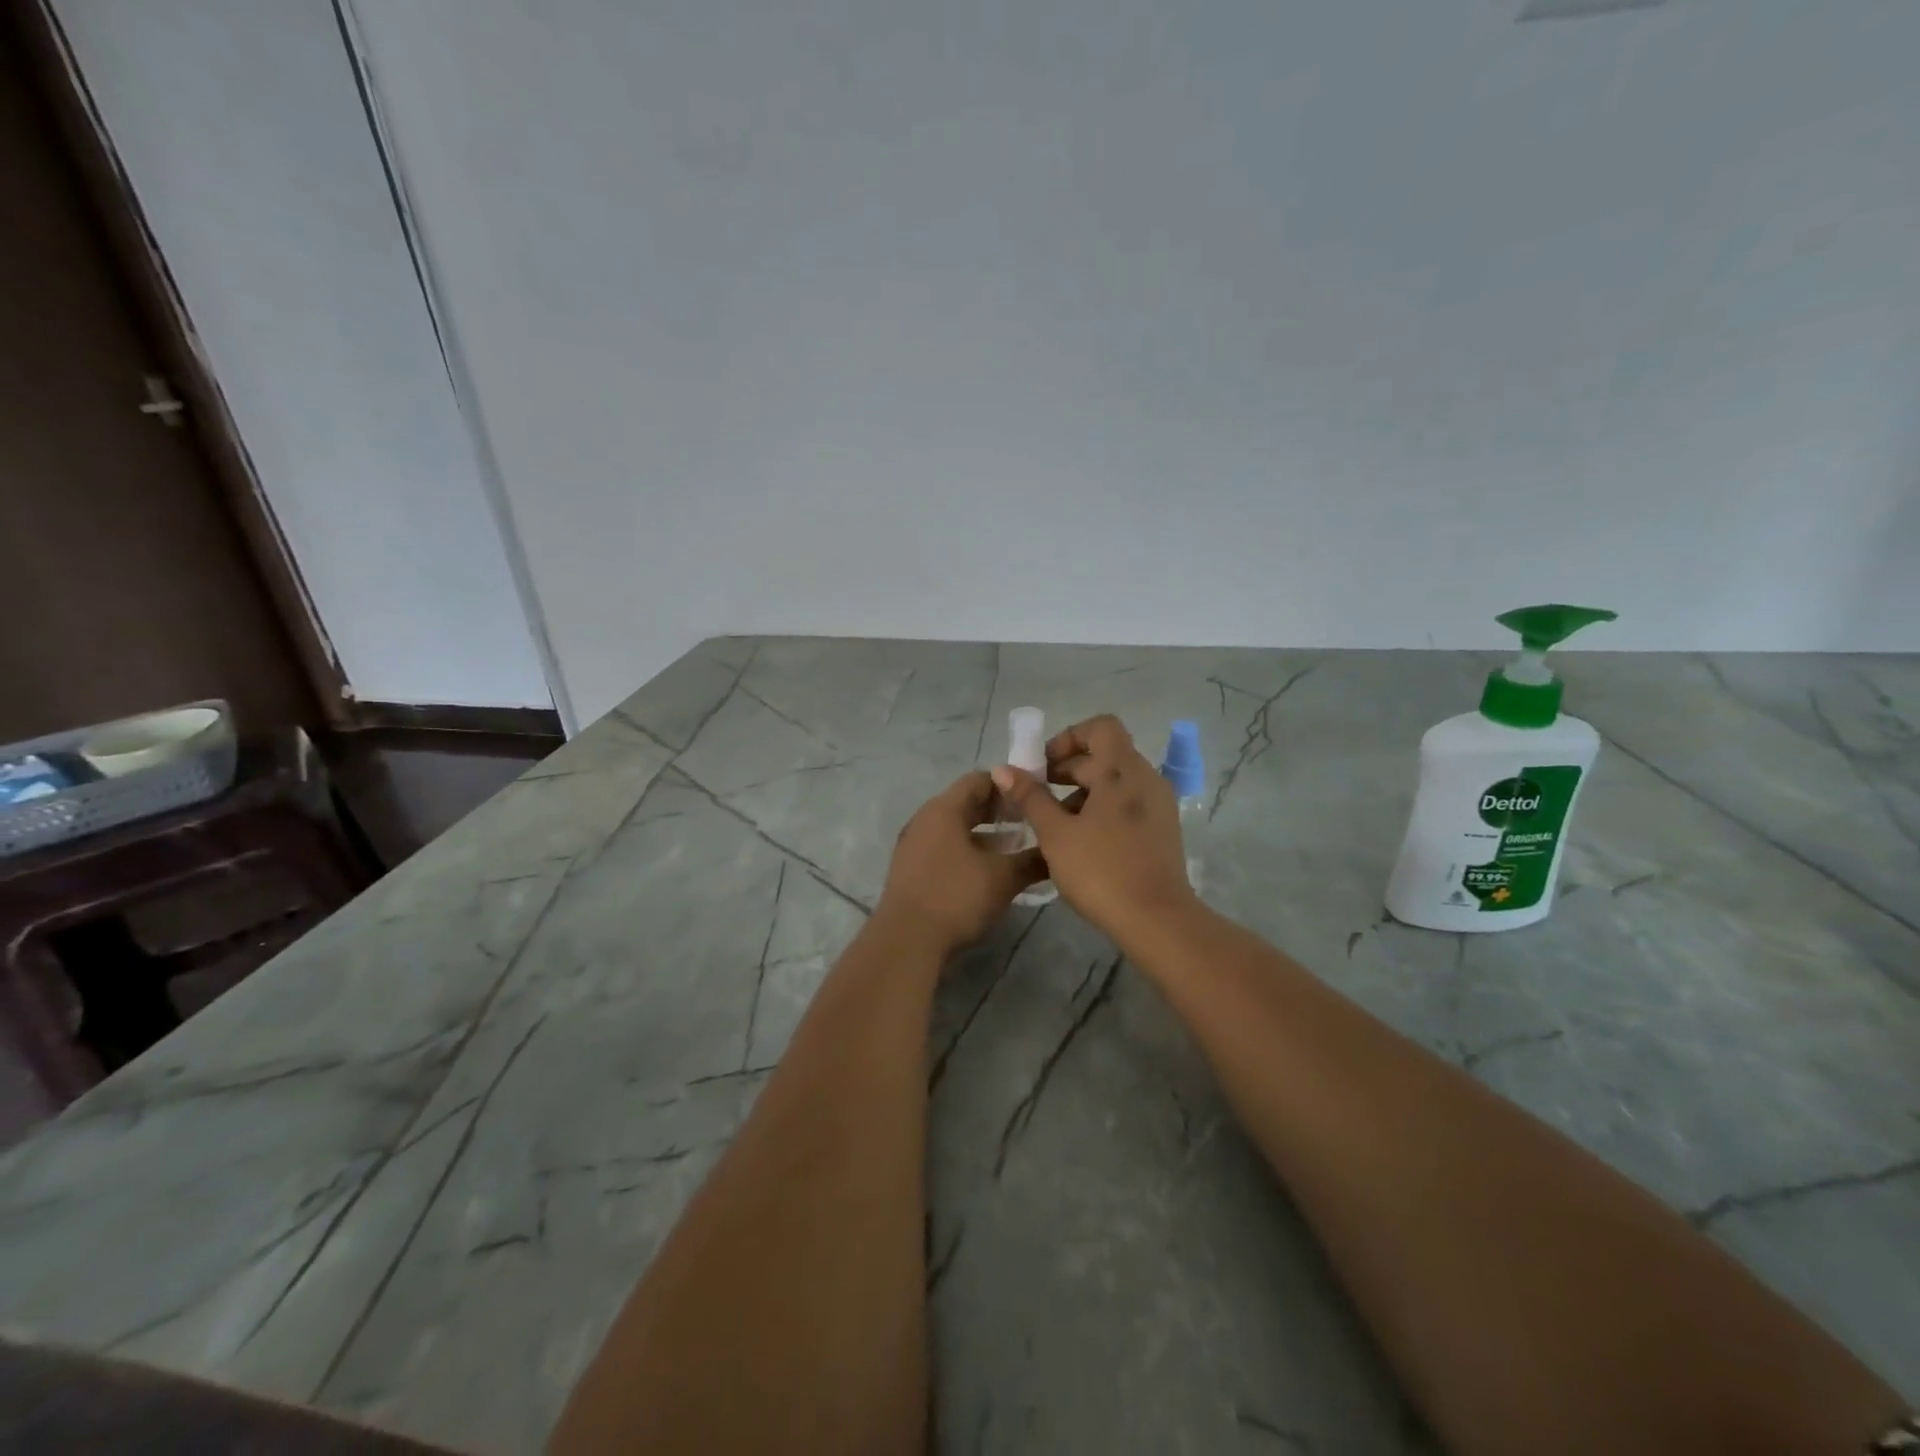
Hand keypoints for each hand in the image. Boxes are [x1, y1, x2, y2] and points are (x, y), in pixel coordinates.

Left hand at [877, 771, 1046, 956]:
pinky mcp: (911, 870)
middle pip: (966, 803)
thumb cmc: (956, 897)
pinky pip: (944, 848)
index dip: (1009, 784)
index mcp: (944, 809)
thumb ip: (1032, 860)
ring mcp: (914, 845)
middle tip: (1030, 820)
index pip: (979, 780)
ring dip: (985, 834)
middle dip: (999, 811)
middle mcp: (925, 819)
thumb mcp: (1003, 878)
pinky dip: (968, 851)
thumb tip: (1056, 852)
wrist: (906, 942)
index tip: (1034, 795)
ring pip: (955, 828)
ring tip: (1015, 847)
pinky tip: (988, 872)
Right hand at [990, 714, 1195, 943]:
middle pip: (1105, 754)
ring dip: (1083, 791)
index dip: (1068, 738)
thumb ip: (1030, 797)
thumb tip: (1003, 769)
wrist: (1157, 920)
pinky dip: (1102, 808)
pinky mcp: (1162, 829)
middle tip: (1037, 796)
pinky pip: (1128, 802)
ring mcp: (1159, 804)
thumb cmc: (1101, 870)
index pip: (1100, 727)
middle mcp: (1146, 778)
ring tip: (1054, 823)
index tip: (1043, 766)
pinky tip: (1081, 839)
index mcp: (1123, 770)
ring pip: (1116, 781)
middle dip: (1068, 769)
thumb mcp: (1056, 833)